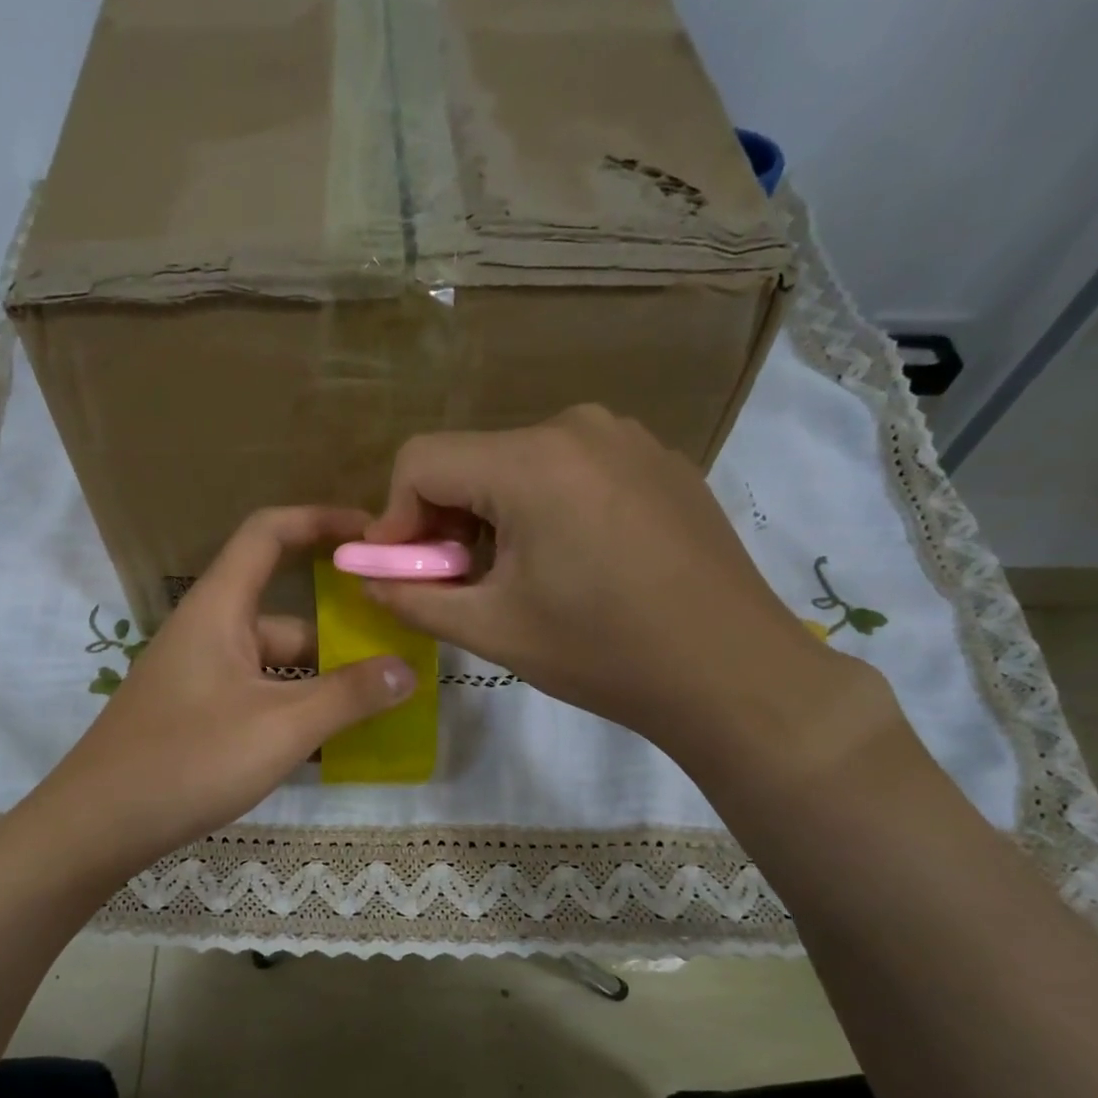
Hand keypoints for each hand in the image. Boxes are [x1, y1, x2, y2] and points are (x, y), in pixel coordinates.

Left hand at [37, 507, 415, 871]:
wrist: (98, 825)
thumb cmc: (190, 760)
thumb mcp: (281, 727)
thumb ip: (349, 696)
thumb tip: (408, 670)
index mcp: (219, 609)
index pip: (269, 533)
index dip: (321, 521)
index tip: (373, 537)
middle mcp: (209, 632)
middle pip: (286, 614)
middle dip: (341, 633)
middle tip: (399, 654)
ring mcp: (202, 677)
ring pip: (275, 665)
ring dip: (322, 682)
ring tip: (380, 707)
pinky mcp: (198, 716)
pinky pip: (259, 697)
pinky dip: (295, 711)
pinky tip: (332, 746)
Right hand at [362, 405, 877, 777]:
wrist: (730, 670)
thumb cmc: (602, 653)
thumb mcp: (492, 630)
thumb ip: (413, 598)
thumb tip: (367, 579)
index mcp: (532, 462)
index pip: (421, 460)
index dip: (393, 518)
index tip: (401, 571)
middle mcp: (578, 427)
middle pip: (472, 460)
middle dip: (444, 521)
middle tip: (453, 583)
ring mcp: (627, 438)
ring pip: (520, 465)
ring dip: (493, 517)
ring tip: (513, 578)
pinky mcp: (658, 461)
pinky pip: (572, 470)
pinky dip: (544, 508)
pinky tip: (570, 563)